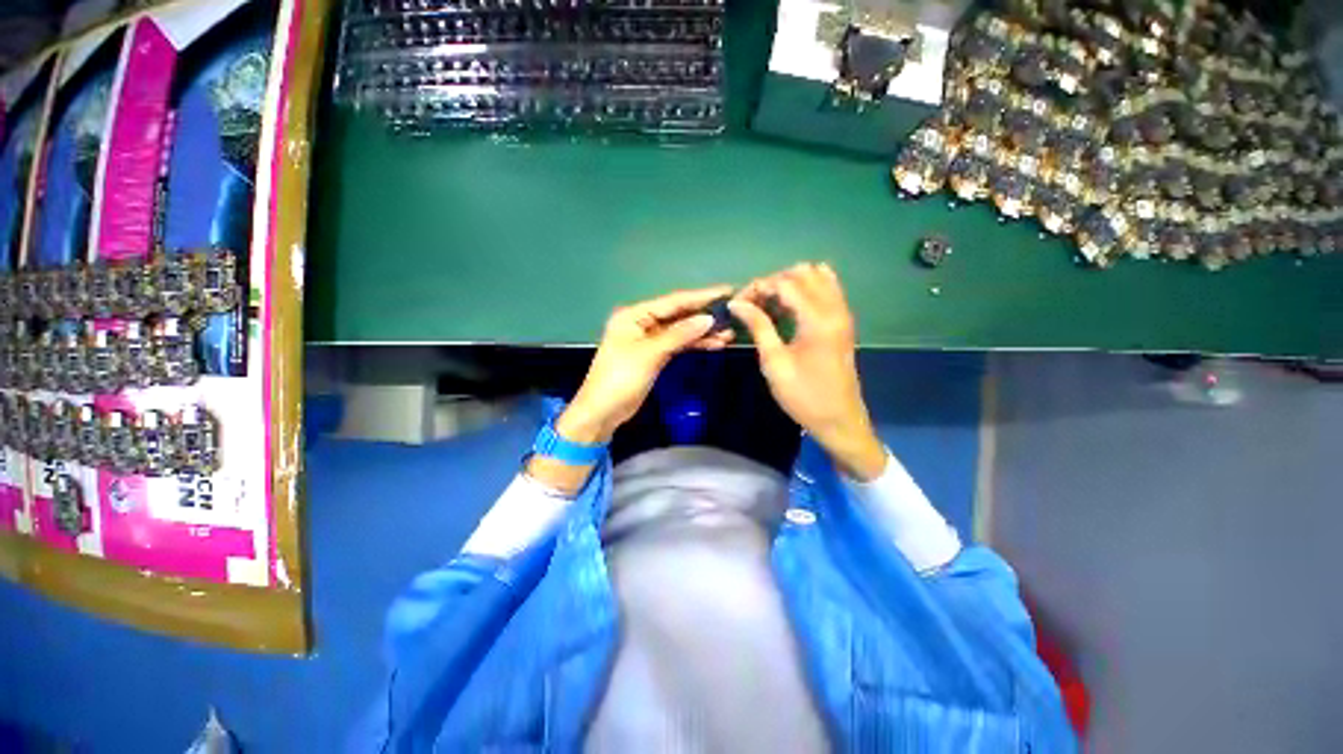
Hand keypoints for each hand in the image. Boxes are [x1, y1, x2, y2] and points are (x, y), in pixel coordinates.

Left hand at [556, 285, 734, 445]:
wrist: (602, 412)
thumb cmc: (620, 379)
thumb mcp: (649, 354)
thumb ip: (679, 335)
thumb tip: (708, 319)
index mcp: (634, 315)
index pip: (673, 302)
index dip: (701, 297)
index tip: (726, 291)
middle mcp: (642, 323)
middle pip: (678, 315)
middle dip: (704, 316)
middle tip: (733, 315)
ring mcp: (649, 340)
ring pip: (681, 331)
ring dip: (703, 332)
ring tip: (729, 333)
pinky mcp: (655, 356)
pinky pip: (678, 345)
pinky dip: (695, 345)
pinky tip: (715, 344)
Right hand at [728, 263, 886, 480]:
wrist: (839, 420)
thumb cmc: (803, 396)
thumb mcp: (774, 363)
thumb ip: (758, 326)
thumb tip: (737, 303)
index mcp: (817, 319)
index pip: (785, 283)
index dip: (757, 288)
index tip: (738, 305)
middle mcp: (835, 308)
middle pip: (803, 272)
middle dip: (773, 282)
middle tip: (753, 305)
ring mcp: (842, 313)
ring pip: (817, 276)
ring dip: (790, 283)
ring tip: (769, 305)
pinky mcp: (843, 321)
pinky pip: (827, 289)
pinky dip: (805, 290)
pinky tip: (789, 309)